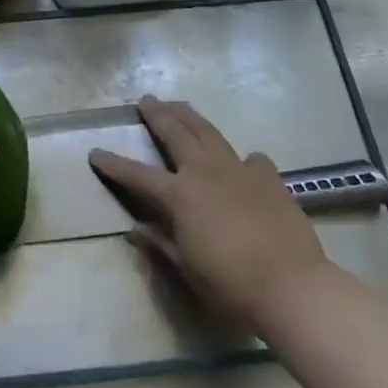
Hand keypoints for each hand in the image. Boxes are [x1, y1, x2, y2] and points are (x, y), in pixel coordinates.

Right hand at [89, 98, 330, 331]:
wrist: (291, 286)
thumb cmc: (230, 285)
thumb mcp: (187, 269)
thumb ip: (161, 244)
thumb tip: (136, 228)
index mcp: (180, 195)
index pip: (137, 175)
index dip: (114, 164)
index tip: (95, 152)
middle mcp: (205, 172)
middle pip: (176, 133)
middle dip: (158, 115)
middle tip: (146, 101)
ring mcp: (239, 170)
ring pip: (209, 132)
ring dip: (191, 117)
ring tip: (180, 106)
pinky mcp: (269, 178)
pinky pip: (250, 159)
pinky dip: (240, 157)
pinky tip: (242, 162)